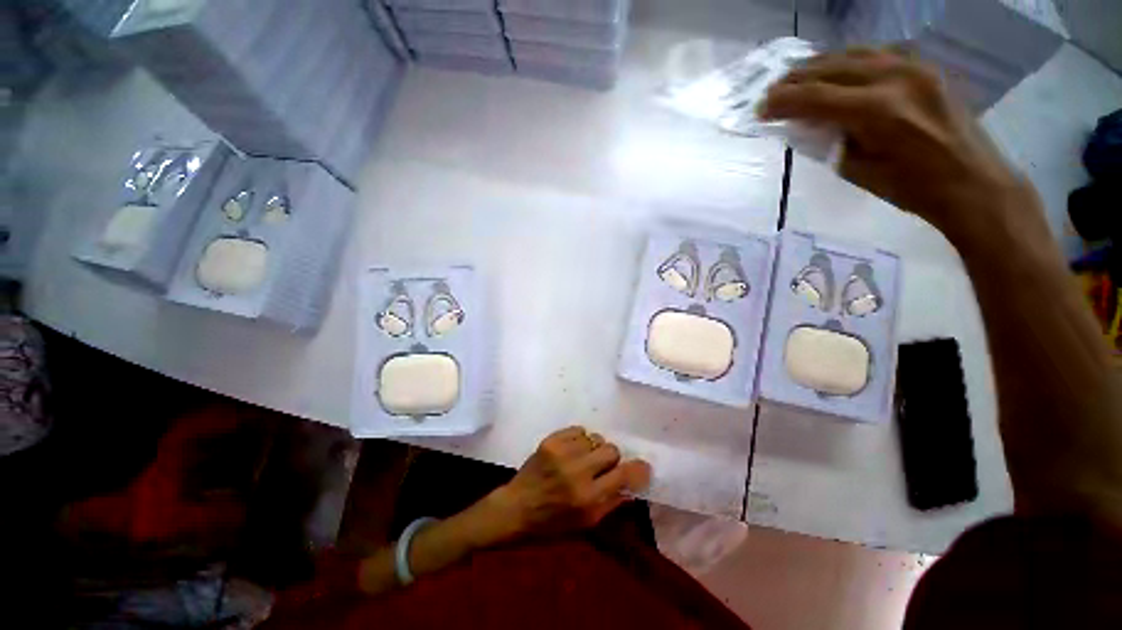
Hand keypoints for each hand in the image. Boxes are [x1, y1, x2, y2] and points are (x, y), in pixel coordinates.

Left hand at [477, 427, 651, 541]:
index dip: (637, 469)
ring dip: (593, 448)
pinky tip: (571, 450)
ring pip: (595, 438)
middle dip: (610, 458)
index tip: (642, 467)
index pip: (623, 475)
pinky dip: (579, 439)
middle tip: (601, 466)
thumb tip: (633, 485)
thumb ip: (612, 503)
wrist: (516, 508)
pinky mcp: (551, 441)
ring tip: (582, 459)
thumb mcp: (585, 524)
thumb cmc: (551, 524)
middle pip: (611, 449)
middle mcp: (577, 472)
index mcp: (588, 499)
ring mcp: (562, 453)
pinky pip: (578, 430)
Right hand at [759, 48, 1034, 240]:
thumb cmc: (910, 188)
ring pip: (853, 53)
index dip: (782, 101)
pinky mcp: (924, 67)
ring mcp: (913, 66)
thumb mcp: (856, 169)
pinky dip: (849, 61)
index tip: (761, 110)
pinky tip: (837, 71)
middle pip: (831, 67)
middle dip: (795, 79)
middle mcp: (894, 77)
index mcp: (876, 110)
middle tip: (772, 92)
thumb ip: (830, 139)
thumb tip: (808, 124)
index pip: (814, 97)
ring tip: (797, 78)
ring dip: (820, 65)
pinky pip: (877, 54)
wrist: (971, 181)